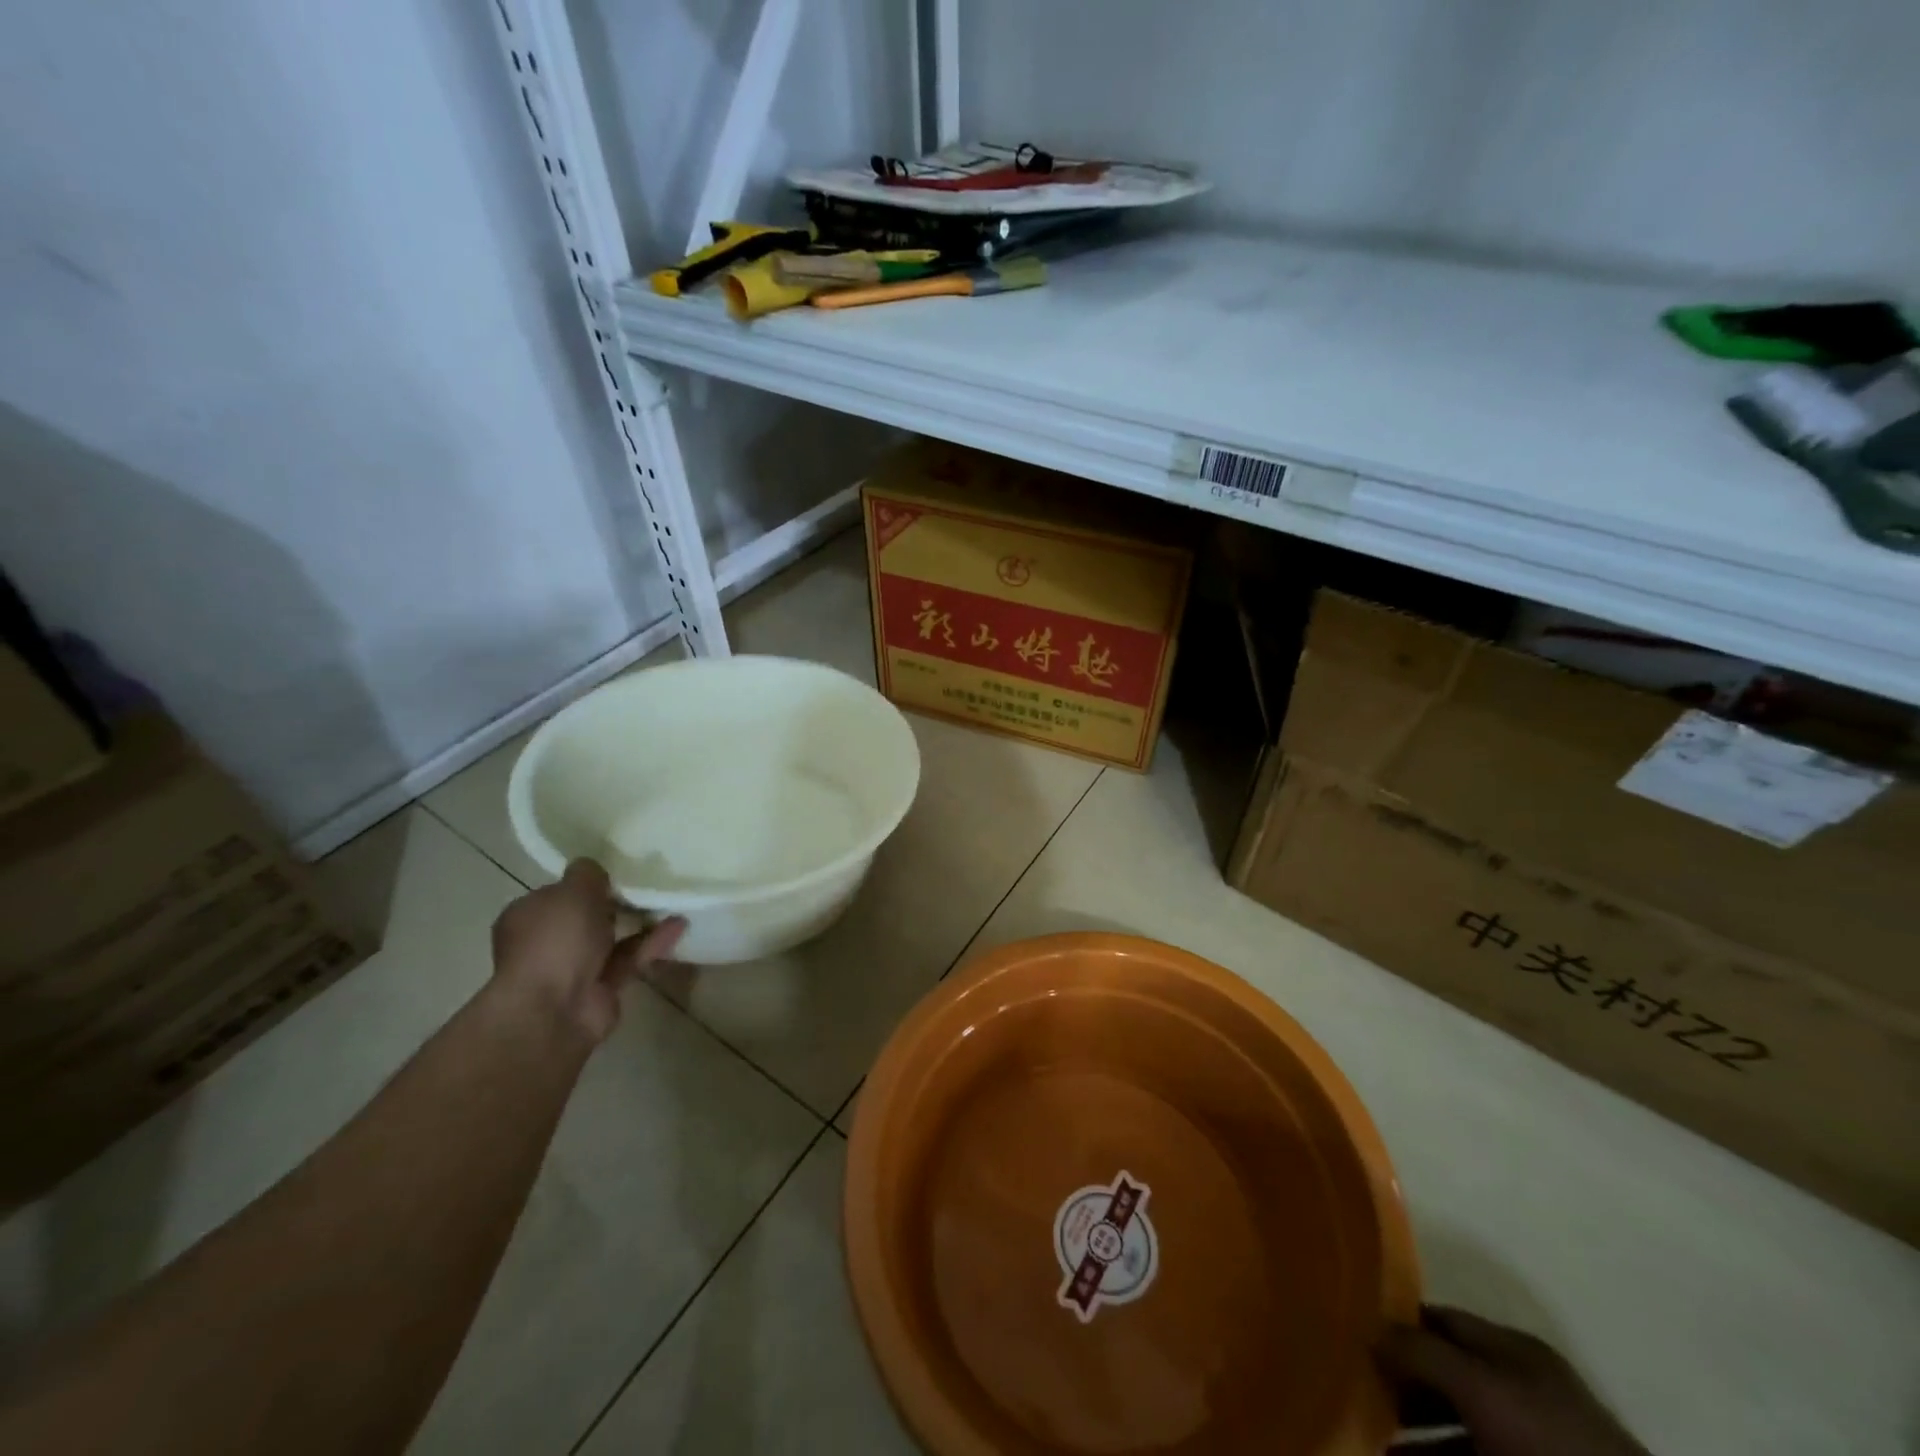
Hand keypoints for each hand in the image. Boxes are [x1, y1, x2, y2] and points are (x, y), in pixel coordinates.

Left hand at [490, 860, 685, 1045]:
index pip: (558, 894)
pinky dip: (652, 943)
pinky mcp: (601, 989)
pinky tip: (679, 925)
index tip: (617, 871)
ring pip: (611, 939)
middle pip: (586, 917)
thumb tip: (593, 868)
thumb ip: (588, 874)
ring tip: (670, 900)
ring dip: (639, 922)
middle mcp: (546, 943)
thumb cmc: (556, 940)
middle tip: (648, 883)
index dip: (586, 883)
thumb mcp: (573, 890)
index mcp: (528, 916)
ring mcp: (573, 969)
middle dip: (615, 903)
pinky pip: (630, 959)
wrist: (554, 1010)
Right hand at [1380, 1306, 1648, 1455]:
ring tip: (1371, 1438)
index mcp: (1512, 1351)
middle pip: (1445, 1375)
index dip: (1397, 1323)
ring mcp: (1529, 1444)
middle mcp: (1519, 1389)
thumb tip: (1370, 1326)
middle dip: (1400, 1384)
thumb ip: (1422, 1352)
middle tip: (1355, 1390)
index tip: (1352, 1332)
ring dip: (1412, 1434)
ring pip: (1457, 1429)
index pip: (1440, 1319)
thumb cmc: (1550, 1444)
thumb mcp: (1481, 1389)